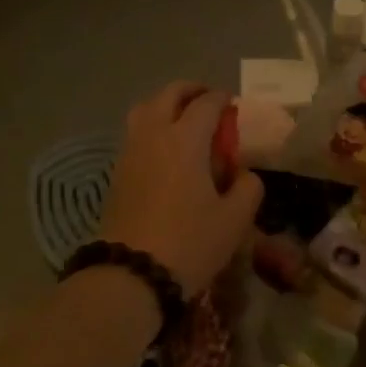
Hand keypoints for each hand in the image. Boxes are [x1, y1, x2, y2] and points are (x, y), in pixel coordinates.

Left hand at [98, 82, 264, 296]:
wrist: (131, 275)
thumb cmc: (189, 243)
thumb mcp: (235, 219)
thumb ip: (248, 187)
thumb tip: (243, 173)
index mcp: (185, 139)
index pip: (206, 103)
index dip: (222, 99)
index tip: (233, 105)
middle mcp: (154, 135)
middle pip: (169, 94)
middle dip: (191, 91)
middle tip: (208, 101)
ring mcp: (130, 152)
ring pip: (145, 109)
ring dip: (166, 106)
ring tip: (184, 121)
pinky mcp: (117, 172)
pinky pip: (135, 133)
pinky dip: (152, 128)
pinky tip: (167, 151)